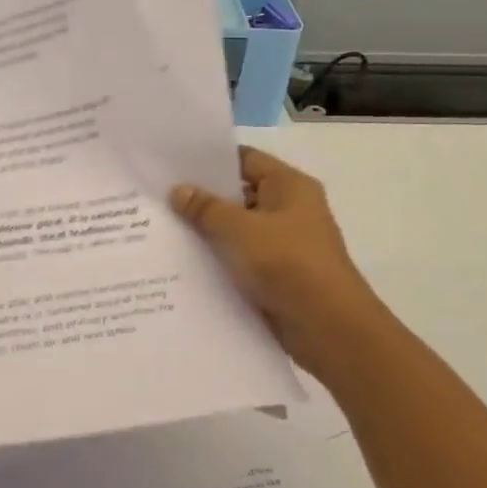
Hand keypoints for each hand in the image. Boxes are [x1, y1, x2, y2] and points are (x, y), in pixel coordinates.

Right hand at [170, 147, 379, 367]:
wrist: (328, 327)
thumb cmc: (288, 264)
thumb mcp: (240, 230)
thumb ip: (206, 208)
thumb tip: (178, 190)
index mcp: (290, 186)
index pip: (246, 160)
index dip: (211, 160)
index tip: (173, 165)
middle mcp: (289, 209)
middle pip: (240, 194)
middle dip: (202, 198)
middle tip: (158, 197)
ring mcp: (284, 244)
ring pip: (237, 229)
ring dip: (207, 232)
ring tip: (162, 229)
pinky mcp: (276, 275)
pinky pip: (241, 258)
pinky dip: (218, 259)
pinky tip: (183, 263)